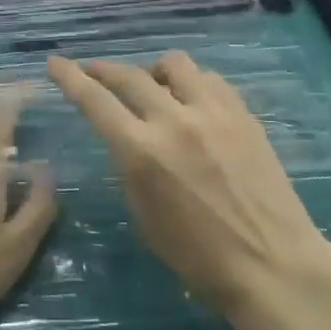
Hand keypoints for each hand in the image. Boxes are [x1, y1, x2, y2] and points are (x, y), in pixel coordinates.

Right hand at [47, 53, 330, 329]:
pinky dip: (193, 85)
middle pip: (129, 75)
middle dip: (103, 69)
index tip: (55, 63)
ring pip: (174, 64)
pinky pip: (210, 80)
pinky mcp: (243, 114)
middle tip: (93, 71)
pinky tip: (194, 104)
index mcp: (143, 152)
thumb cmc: (201, 260)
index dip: (70, 78)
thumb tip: (128, 141)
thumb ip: (131, 168)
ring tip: (155, 88)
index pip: (95, 101)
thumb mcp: (145, 218)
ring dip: (154, 71)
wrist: (275, 266)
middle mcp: (174, 121)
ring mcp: (213, 112)